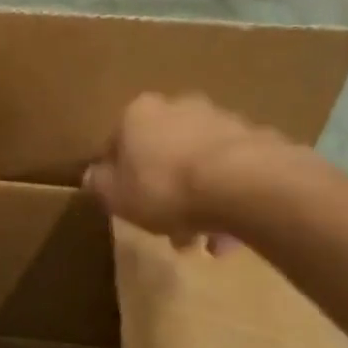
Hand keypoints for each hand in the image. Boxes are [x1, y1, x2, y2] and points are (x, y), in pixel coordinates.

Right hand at [82, 93, 293, 249]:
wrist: (242, 185)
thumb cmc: (164, 188)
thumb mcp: (116, 196)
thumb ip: (99, 184)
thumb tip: (92, 176)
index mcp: (138, 114)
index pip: (116, 142)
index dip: (116, 176)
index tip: (122, 204)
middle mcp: (179, 106)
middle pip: (161, 152)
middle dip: (161, 189)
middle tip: (163, 227)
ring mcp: (221, 120)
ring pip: (196, 165)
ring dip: (195, 198)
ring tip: (201, 240)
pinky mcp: (255, 140)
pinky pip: (229, 174)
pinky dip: (224, 199)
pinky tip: (226, 232)